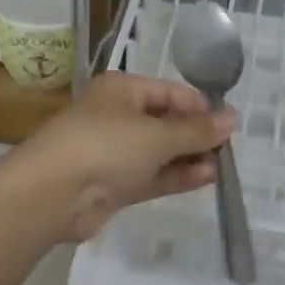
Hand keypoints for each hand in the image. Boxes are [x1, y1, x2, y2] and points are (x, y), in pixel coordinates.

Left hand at [10, 72, 235, 243]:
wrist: (52, 194)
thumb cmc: (105, 146)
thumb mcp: (157, 135)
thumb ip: (196, 130)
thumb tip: (232, 119)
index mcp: (122, 90)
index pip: (169, 92)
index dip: (200, 106)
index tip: (230, 124)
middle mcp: (117, 116)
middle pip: (164, 121)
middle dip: (195, 134)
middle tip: (229, 149)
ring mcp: (114, 151)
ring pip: (159, 151)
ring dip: (188, 157)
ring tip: (222, 167)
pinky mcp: (113, 183)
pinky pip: (151, 175)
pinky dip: (175, 176)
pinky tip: (205, 178)